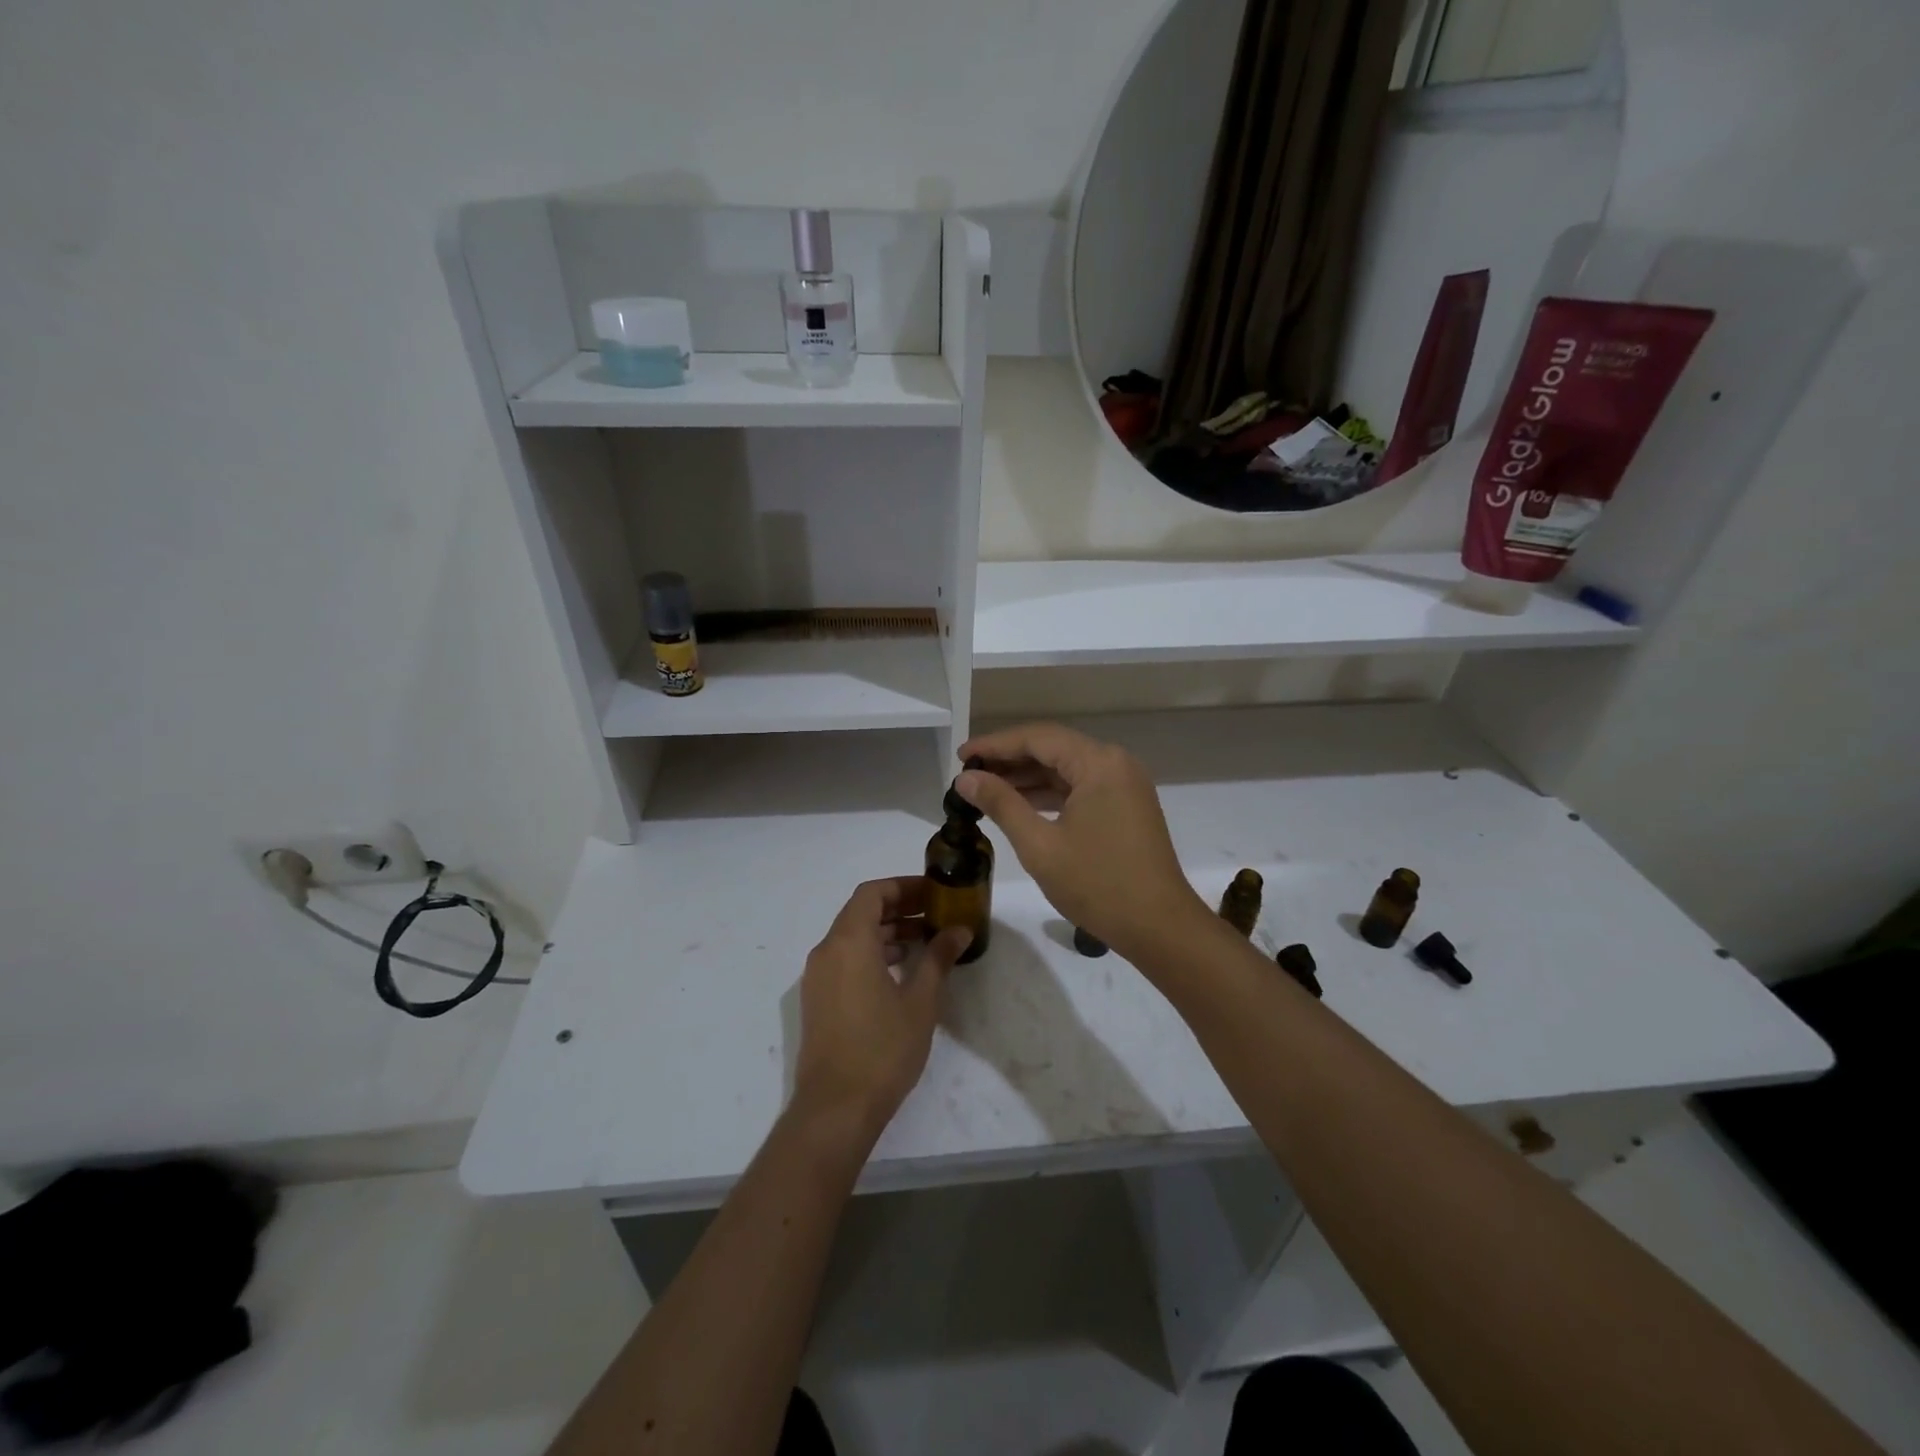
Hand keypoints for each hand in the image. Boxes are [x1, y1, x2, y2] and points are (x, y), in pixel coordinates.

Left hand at [792, 878, 972, 1144]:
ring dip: (886, 932)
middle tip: (935, 914)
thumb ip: (939, 958)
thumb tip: (959, 930)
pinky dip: (872, 954)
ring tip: (924, 942)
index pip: (872, 893)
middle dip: (899, 908)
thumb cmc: (882, 1048)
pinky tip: (901, 972)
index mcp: (848, 942)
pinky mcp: (818, 1000)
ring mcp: (818, 977)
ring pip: (852, 937)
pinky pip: (845, 960)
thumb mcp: (921, 1001)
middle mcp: (826, 951)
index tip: (933, 892)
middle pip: (861, 912)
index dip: (903, 886)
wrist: (836, 1108)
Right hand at [957, 723, 1207, 963]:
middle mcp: (1115, 763)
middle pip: (1053, 748)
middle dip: (1010, 760)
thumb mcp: (1040, 845)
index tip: (960, 756)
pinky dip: (1050, 794)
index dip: (995, 745)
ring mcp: (1124, 785)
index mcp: (1098, 763)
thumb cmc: (1098, 884)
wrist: (1160, 927)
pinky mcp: (1126, 806)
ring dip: (1028, 777)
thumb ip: (1001, 804)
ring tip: (986, 789)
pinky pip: (1081, 788)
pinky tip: (1020, 805)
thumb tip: (965, 778)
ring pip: (1067, 769)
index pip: (1037, 738)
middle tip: (968, 774)